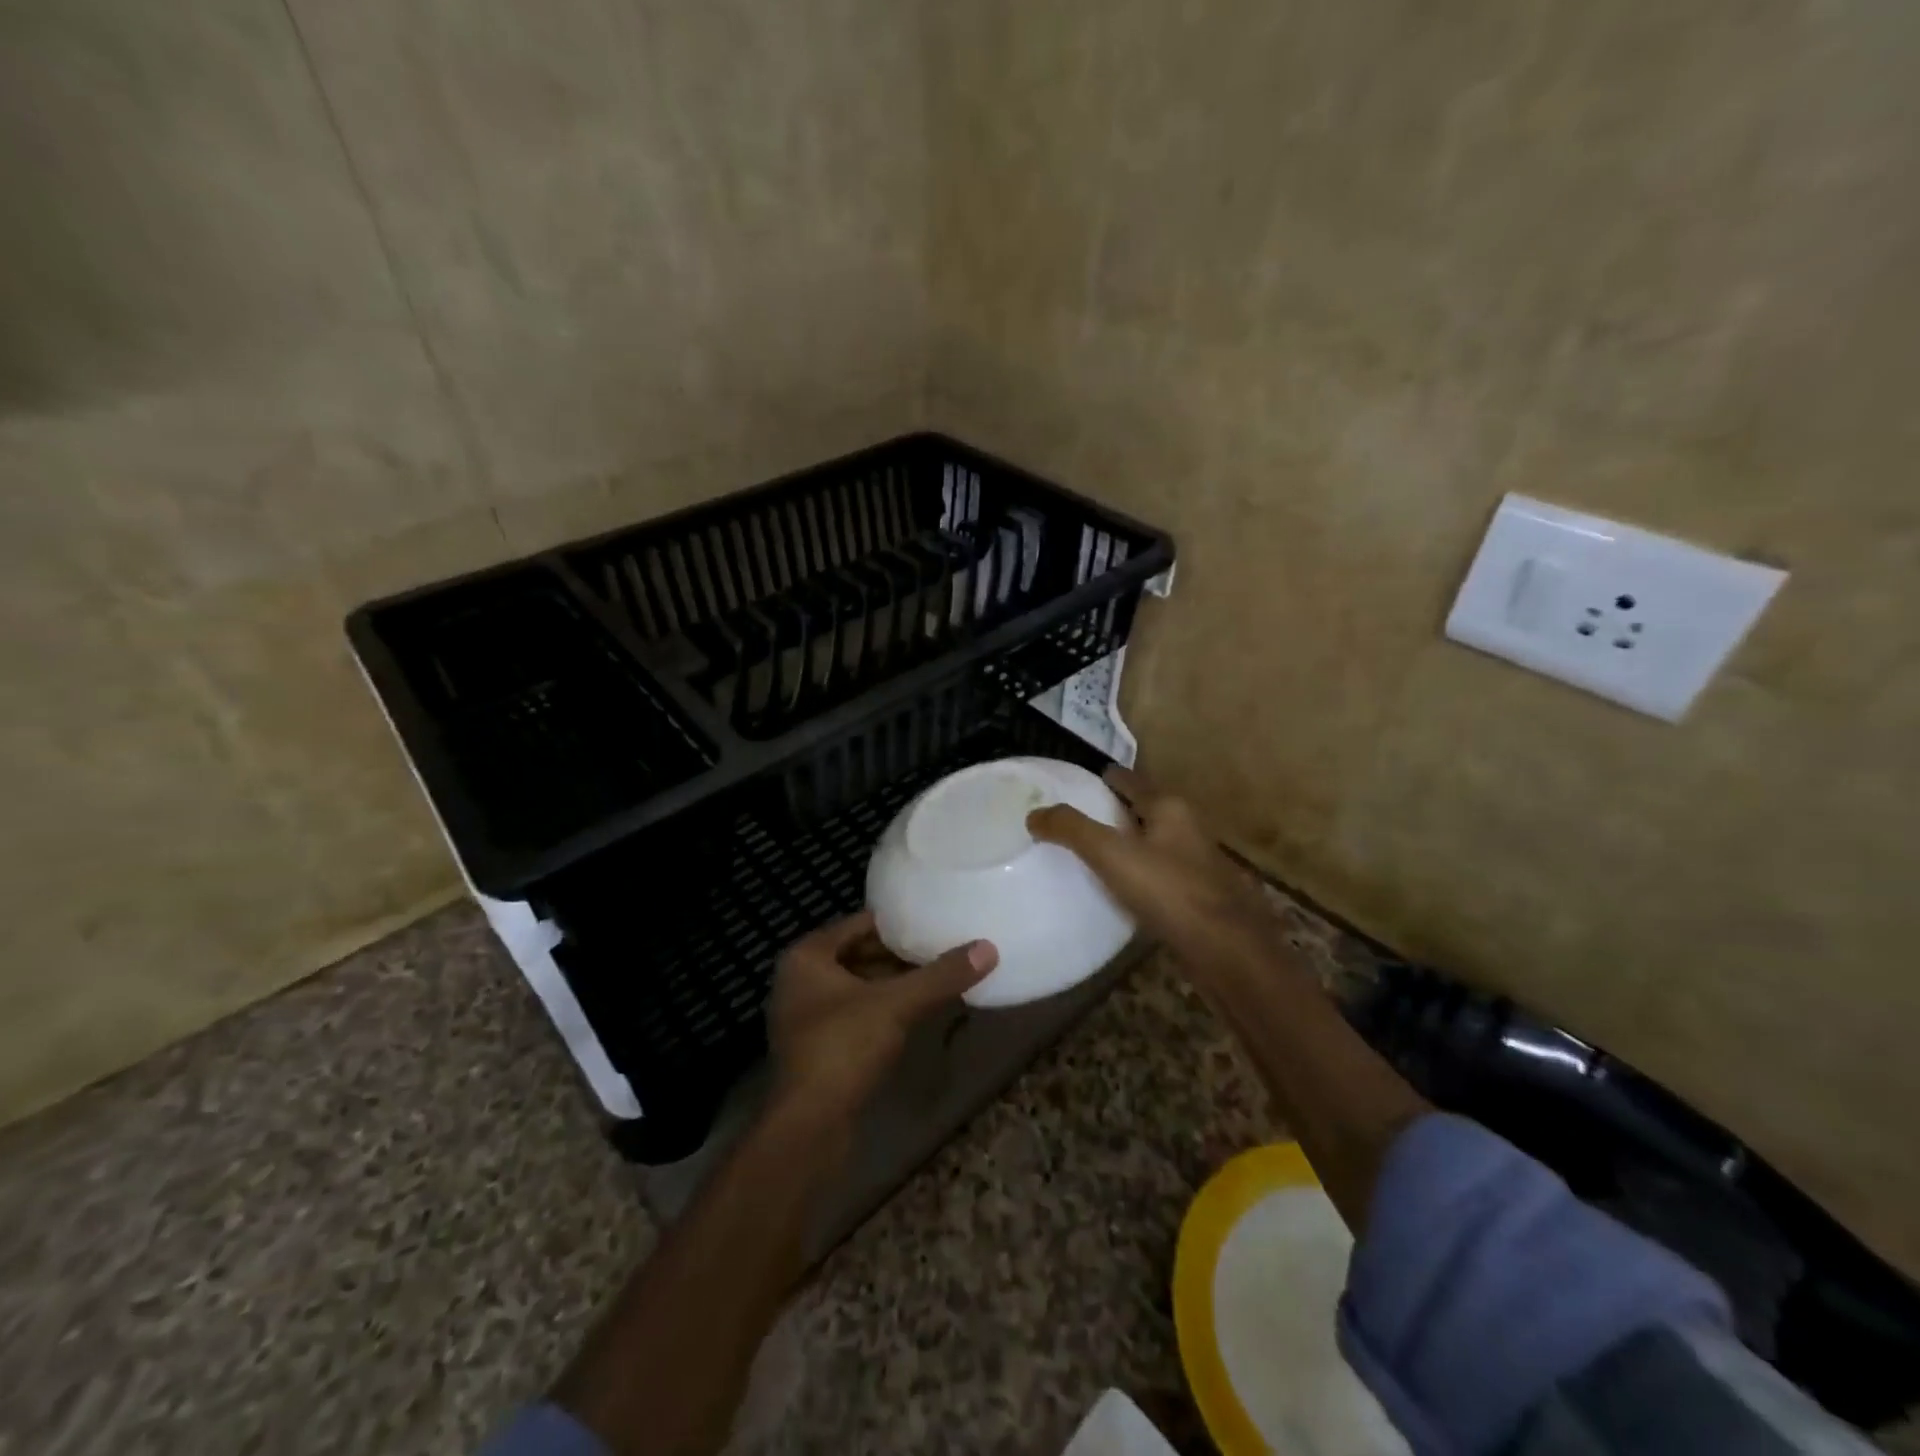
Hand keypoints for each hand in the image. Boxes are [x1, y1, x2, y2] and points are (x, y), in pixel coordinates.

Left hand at [766, 910, 996, 1124]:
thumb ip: (941, 975)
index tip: (934, 921)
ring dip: (894, 984)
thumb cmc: (843, 1049)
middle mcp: (800, 981)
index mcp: (806, 957)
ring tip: (938, 977)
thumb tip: (988, 948)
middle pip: (859, 955)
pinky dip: (884, 1010)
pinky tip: (918, 1013)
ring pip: (859, 987)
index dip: (898, 923)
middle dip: (899, 955)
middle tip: (943, 948)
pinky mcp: (817, 1049)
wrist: (808, 1129)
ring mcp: (806, 1017)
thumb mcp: (897, 1005)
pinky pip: (856, 1015)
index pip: (859, 924)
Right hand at [1027, 767, 1277, 976]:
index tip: (1085, 779)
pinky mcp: (1200, 897)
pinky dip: (1141, 874)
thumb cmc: (1169, 891)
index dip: (1109, 777)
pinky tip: (1124, 889)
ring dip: (1131, 843)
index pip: (1132, 781)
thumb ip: (1072, 830)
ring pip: (1156, 843)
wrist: (1227, 951)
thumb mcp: (1111, 854)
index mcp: (1170, 808)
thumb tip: (1034, 814)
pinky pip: (1161, 875)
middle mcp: (1188, 828)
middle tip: (1082, 816)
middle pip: (1147, 810)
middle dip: (1119, 810)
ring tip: (1097, 851)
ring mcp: (1198, 864)